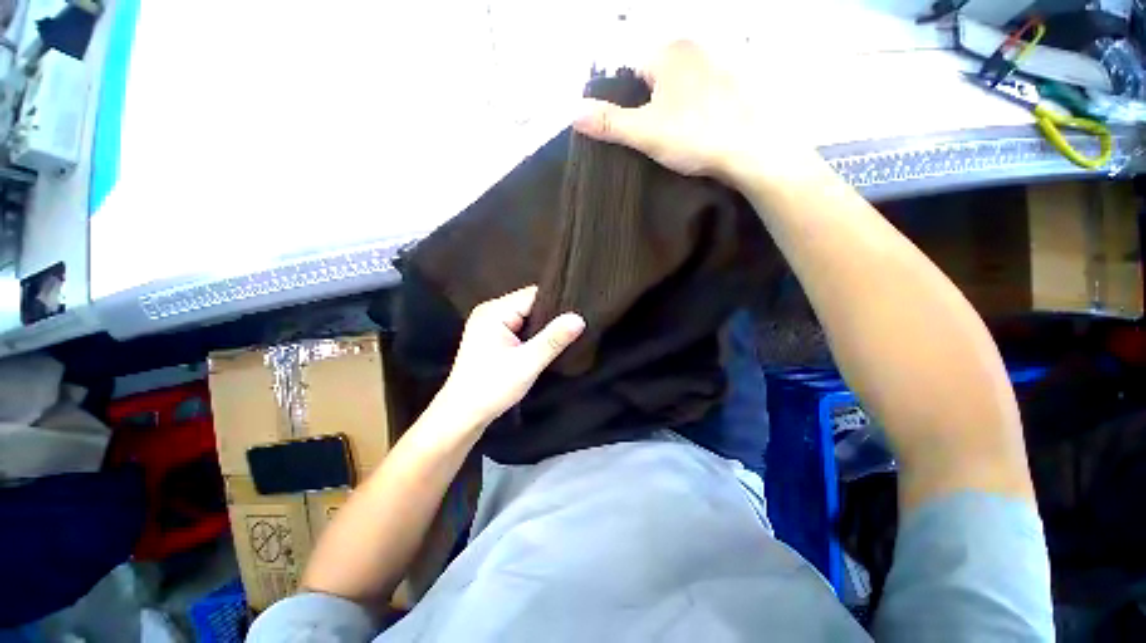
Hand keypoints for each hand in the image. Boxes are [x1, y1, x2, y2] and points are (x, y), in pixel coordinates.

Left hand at [434, 286, 584, 429]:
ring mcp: (489, 323)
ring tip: (563, 336)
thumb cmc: (492, 387)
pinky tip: (544, 344)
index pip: (533, 296)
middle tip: (574, 328)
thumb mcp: (527, 363)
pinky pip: (518, 326)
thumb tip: (579, 318)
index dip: (556, 304)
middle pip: (529, 304)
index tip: (579, 314)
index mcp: (495, 311)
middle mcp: (490, 311)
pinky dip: (531, 334)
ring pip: (525, 316)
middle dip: (550, 316)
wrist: (462, 414)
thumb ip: (553, 339)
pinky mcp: (491, 336)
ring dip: (541, 327)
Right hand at [573, 40, 816, 183]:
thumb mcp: (645, 133)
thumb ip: (609, 122)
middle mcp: (694, 46)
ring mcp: (718, 62)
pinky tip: (699, 131)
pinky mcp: (734, 83)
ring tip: (678, 137)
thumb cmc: (696, 136)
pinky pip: (701, 93)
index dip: (627, 102)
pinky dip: (694, 109)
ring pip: (679, 85)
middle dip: (649, 105)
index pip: (630, 70)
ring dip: (672, 108)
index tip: (636, 129)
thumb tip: (572, 112)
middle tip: (656, 137)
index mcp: (669, 51)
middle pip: (655, 76)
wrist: (754, 150)